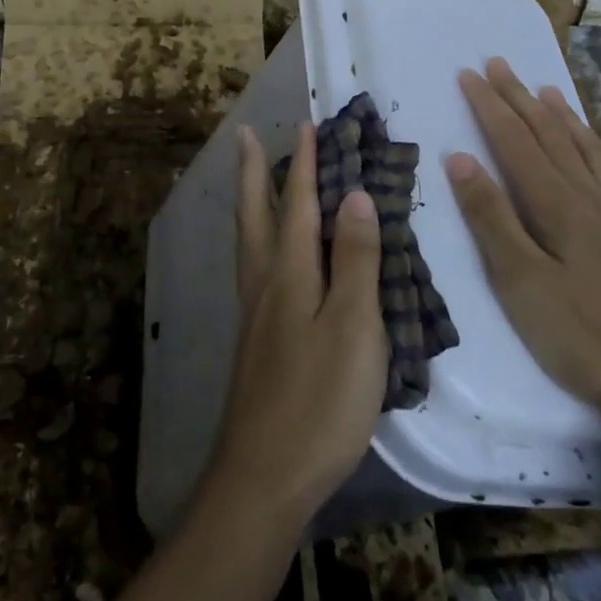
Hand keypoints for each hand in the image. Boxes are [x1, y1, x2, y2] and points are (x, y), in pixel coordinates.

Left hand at [203, 123, 389, 527]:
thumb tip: (354, 194)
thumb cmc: (319, 400)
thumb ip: (354, 260)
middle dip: (255, 171)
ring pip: (248, 239)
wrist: (265, 475)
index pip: (297, 203)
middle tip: (246, 136)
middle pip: (256, 213)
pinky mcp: (256, 340)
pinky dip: (257, 238)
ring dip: (251, 201)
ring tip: (253, 180)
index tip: (307, 125)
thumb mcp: (352, 327)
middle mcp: (264, 282)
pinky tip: (267, 255)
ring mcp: (255, 312)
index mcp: (288, 272)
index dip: (303, 163)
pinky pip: (253, 266)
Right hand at [444, 58, 600, 427]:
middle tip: (498, 64)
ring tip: (544, 88)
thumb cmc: (581, 334)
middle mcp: (589, 194)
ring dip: (559, 113)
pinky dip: (595, 144)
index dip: (489, 105)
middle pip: (548, 133)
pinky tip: (596, 145)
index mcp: (556, 203)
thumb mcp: (520, 282)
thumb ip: (490, 217)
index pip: (514, 140)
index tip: (468, 73)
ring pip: (584, 145)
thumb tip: (460, 158)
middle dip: (519, 96)